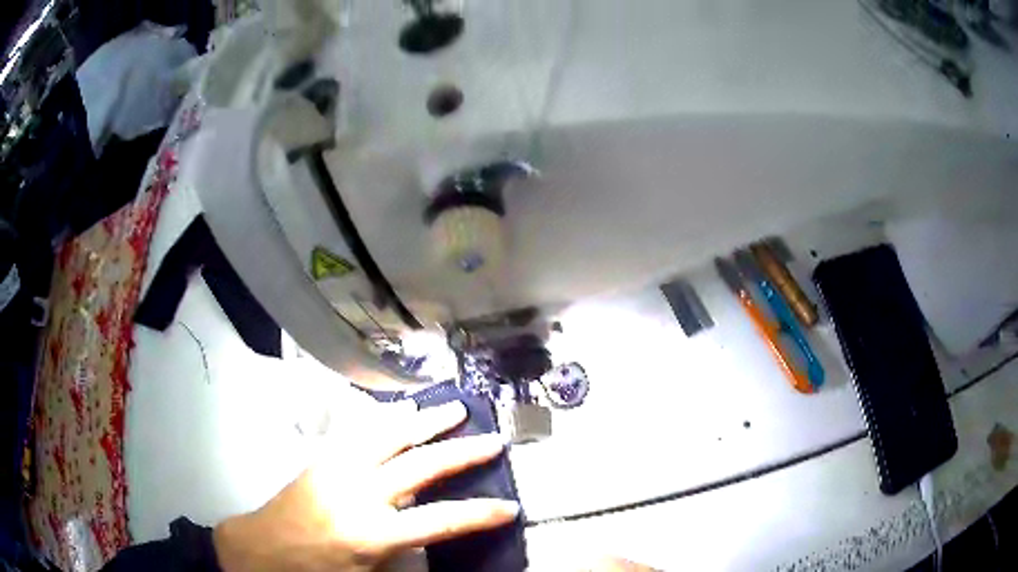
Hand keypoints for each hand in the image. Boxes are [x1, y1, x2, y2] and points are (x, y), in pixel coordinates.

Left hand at [213, 389, 518, 571]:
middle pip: (419, 466)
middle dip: (461, 452)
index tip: (510, 506)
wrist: (261, 548)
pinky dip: (387, 419)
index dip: (479, 514)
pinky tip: (402, 412)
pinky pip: (360, 432)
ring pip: (388, 436)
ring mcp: (338, 469)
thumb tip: (434, 542)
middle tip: (493, 439)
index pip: (439, 521)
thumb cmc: (314, 571)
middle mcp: (359, 494)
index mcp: (371, 533)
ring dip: (424, 421)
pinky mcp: (323, 459)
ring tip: (453, 408)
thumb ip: (403, 559)